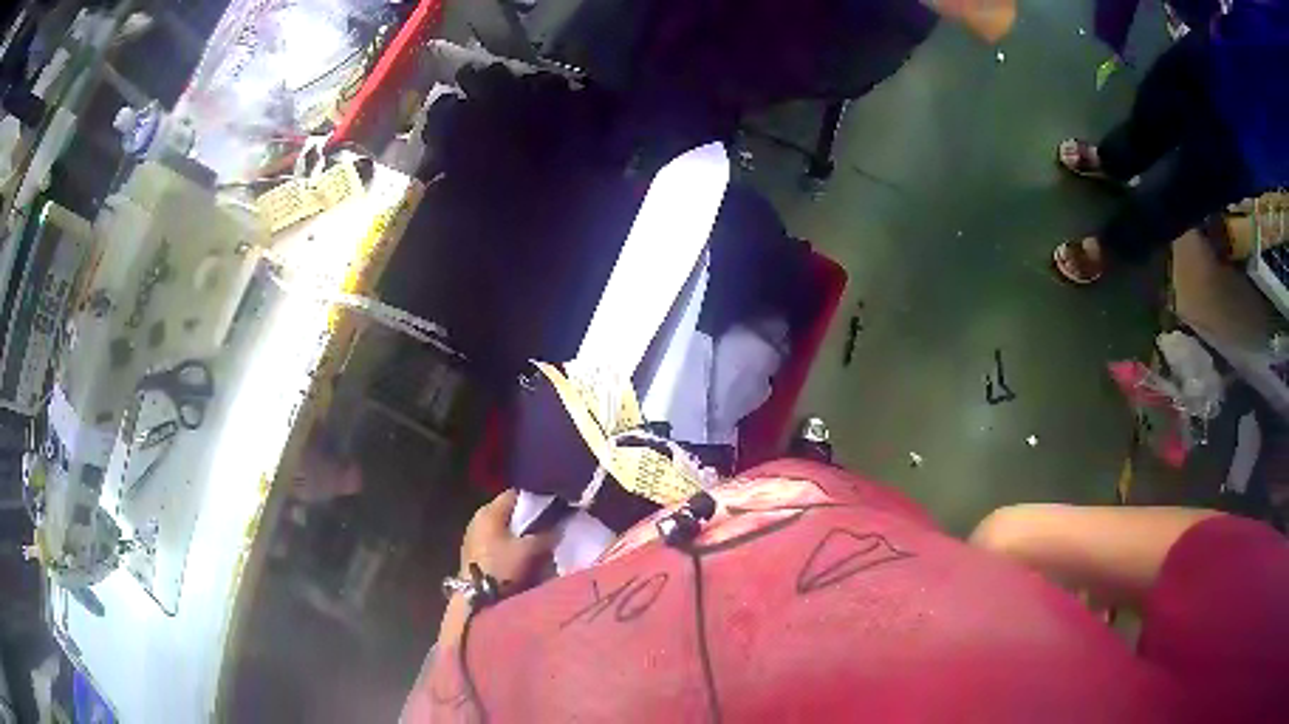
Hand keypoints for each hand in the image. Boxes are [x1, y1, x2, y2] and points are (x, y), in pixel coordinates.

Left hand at [459, 490, 555, 592]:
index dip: (534, 499)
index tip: (551, 507)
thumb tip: (559, 528)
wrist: (476, 597)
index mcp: (489, 511)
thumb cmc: (501, 567)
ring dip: (517, 532)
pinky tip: (519, 554)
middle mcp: (478, 518)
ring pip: (502, 526)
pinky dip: (508, 542)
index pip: (514, 494)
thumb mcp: (528, 551)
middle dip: (527, 517)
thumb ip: (545, 536)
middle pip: (508, 510)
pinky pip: (495, 539)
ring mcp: (473, 535)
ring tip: (536, 542)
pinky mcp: (473, 551)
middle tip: (547, 526)